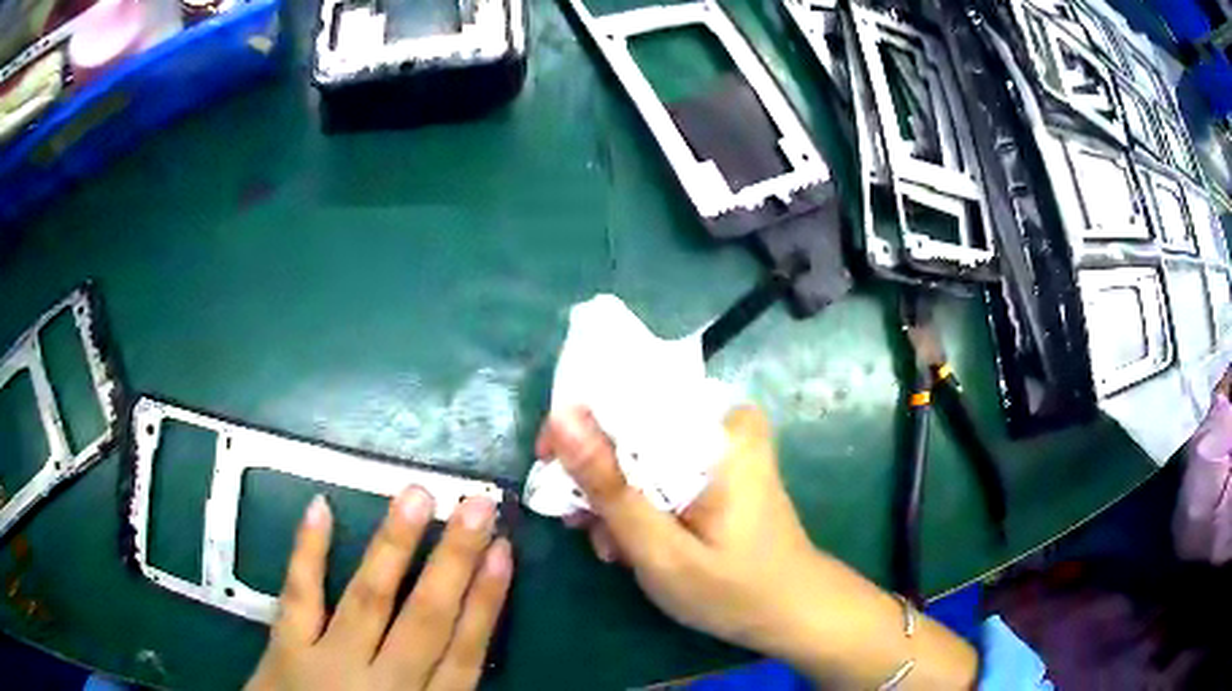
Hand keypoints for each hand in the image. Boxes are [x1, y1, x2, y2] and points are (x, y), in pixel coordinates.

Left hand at [246, 488, 511, 690]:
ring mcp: (330, 663)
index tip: (504, 551)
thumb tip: (469, 646)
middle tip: (476, 504)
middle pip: (425, 619)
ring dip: (394, 546)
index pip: (464, 653)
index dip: (486, 601)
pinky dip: (308, 552)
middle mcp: (385, 686)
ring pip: (369, 600)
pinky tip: (321, 507)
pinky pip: (299, 596)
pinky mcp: (287, 648)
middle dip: (454, 561)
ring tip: (417, 496)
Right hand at [536, 406, 977, 688]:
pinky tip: (631, 542)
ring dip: (616, 495)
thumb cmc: (732, 589)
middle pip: (633, 423)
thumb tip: (560, 417)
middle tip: (585, 527)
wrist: (791, 610)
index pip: (628, 394)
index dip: (578, 427)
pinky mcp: (720, 463)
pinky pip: (661, 465)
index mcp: (719, 431)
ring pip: (642, 449)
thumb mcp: (661, 550)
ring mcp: (724, 442)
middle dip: (599, 477)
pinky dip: (639, 500)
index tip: (549, 467)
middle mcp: (724, 421)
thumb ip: (611, 487)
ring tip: (611, 547)